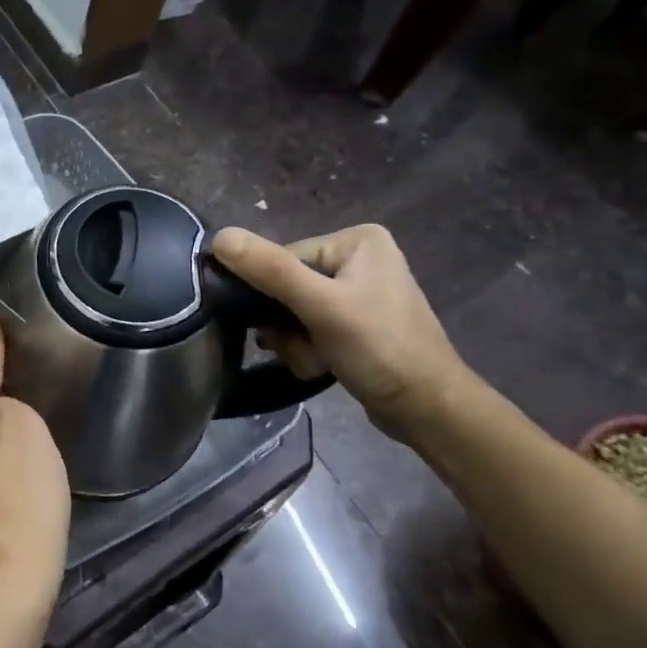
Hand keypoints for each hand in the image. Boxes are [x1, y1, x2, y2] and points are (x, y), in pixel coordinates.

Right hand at [211, 224, 475, 440]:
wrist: (428, 410)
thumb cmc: (380, 350)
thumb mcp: (321, 306)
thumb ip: (270, 270)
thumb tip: (219, 236)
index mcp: (355, 240)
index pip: (281, 259)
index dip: (271, 295)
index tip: (281, 328)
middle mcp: (356, 257)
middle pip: (285, 286)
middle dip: (285, 325)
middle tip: (303, 348)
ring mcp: (356, 290)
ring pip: (291, 311)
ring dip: (292, 341)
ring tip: (315, 361)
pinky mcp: (354, 320)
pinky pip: (307, 326)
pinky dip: (306, 348)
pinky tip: (321, 365)